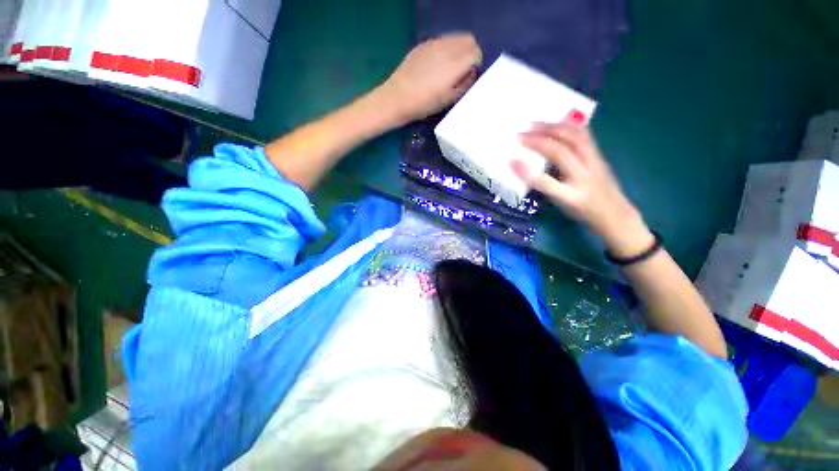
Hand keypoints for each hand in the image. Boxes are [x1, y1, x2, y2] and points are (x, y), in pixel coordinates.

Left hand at [378, 34, 481, 122]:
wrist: (398, 98)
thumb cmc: (424, 104)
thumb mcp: (448, 100)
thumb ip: (464, 85)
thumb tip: (471, 74)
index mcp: (454, 64)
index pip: (476, 53)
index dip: (476, 64)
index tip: (471, 76)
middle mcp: (446, 48)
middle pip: (469, 40)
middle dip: (471, 52)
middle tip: (464, 70)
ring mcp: (434, 43)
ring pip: (456, 37)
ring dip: (459, 49)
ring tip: (451, 67)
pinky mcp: (423, 44)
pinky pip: (442, 40)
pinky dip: (447, 49)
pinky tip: (438, 65)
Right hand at [512, 123, 653, 255]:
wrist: (615, 212)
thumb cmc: (582, 211)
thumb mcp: (561, 204)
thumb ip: (546, 187)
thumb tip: (527, 169)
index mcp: (572, 196)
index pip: (546, 183)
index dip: (526, 172)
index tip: (511, 160)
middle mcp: (584, 176)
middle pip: (561, 152)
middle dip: (538, 140)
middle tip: (520, 134)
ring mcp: (595, 162)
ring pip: (574, 139)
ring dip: (552, 128)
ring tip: (534, 123)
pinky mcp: (599, 153)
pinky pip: (584, 134)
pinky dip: (569, 125)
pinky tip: (558, 120)